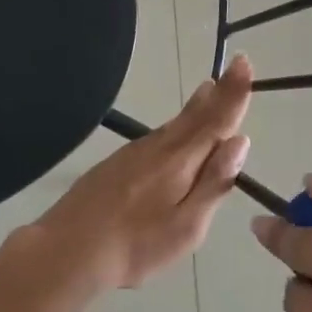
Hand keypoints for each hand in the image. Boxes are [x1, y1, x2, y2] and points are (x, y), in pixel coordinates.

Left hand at [33, 54, 253, 291]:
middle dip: (218, 93)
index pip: (215, 120)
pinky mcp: (115, 164)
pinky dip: (174, 126)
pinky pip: (156, 137)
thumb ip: (213, 183)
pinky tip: (173, 132)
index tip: (244, 62)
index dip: (233, 93)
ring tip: (209, 91)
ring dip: (195, 107)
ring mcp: (133, 154)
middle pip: (194, 116)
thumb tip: (239, 141)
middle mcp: (158, 148)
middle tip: (233, 68)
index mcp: (180, 161)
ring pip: (173, 125)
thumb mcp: (186, 227)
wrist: (67, 249)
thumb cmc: (135, 245)